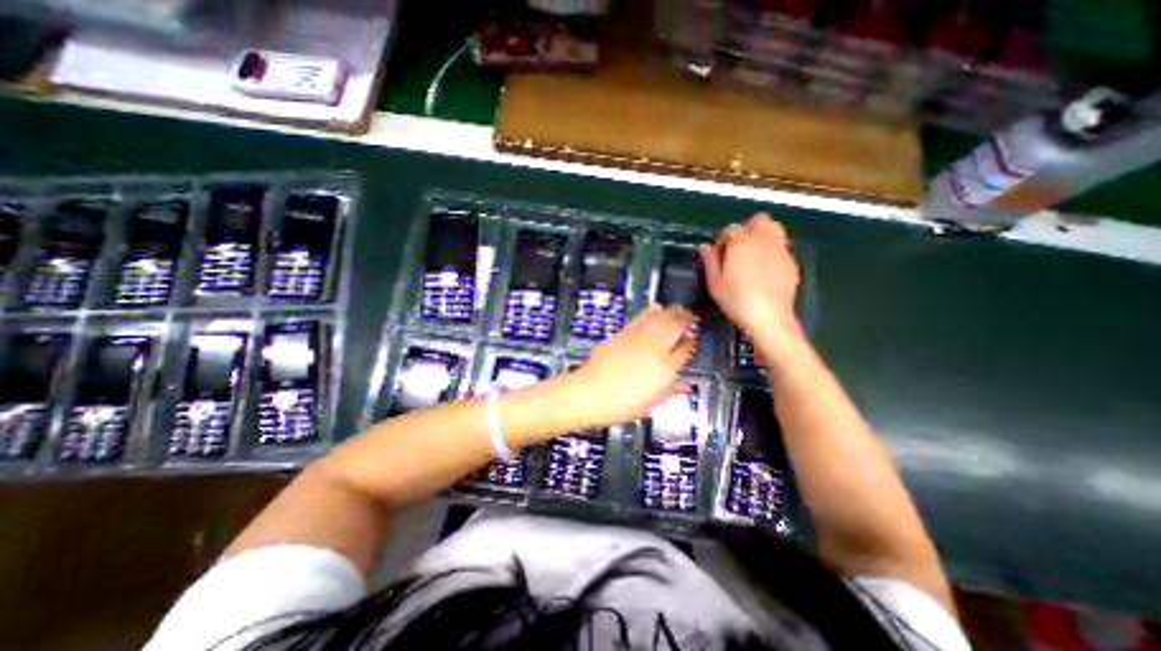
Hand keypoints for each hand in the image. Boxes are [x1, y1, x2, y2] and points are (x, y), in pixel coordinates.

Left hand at [556, 306, 692, 429]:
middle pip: (675, 326)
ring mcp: (639, 337)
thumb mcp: (652, 403)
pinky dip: (651, 311)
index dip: (691, 343)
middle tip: (691, 317)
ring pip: (660, 317)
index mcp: (666, 368)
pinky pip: (642, 317)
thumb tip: (684, 383)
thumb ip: (671, 389)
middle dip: (685, 319)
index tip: (692, 341)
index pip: (685, 349)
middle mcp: (656, 348)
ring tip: (678, 309)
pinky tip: (656, 307)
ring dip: (671, 311)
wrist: (590, 392)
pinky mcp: (624, 332)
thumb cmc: (623, 404)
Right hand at [702, 216, 804, 363]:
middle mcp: (764, 239)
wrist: (769, 317)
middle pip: (758, 220)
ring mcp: (781, 249)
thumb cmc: (736, 300)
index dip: (723, 240)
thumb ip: (710, 261)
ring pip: (774, 229)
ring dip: (762, 236)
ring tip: (753, 256)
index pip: (730, 229)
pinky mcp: (792, 261)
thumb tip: (704, 246)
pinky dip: (772, 251)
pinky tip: (765, 270)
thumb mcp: (715, 283)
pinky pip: (781, 247)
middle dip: (747, 230)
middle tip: (738, 250)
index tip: (719, 256)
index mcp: (742, 242)